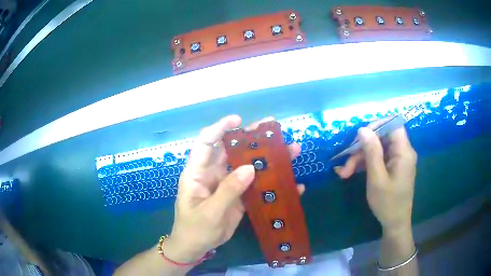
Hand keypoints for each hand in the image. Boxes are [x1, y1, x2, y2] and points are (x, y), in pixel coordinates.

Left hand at [165, 115, 303, 263]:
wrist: (196, 247)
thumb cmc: (194, 229)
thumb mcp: (209, 212)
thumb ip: (228, 190)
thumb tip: (250, 168)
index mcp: (198, 172)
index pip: (206, 142)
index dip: (220, 128)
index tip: (238, 120)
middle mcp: (213, 173)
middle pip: (232, 150)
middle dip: (252, 138)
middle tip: (273, 129)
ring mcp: (227, 184)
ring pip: (247, 165)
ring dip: (267, 158)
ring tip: (290, 149)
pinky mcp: (238, 196)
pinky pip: (255, 185)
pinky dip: (271, 182)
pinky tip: (291, 183)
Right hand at [334, 123, 416, 232]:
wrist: (395, 223)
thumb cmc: (388, 203)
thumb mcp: (377, 178)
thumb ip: (372, 152)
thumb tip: (363, 129)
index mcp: (404, 152)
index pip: (392, 125)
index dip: (376, 125)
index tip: (359, 136)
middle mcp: (403, 152)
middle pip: (382, 138)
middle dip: (362, 148)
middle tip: (346, 164)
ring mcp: (398, 160)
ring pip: (378, 148)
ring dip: (360, 158)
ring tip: (344, 173)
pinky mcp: (393, 167)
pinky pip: (379, 158)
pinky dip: (365, 164)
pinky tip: (351, 172)